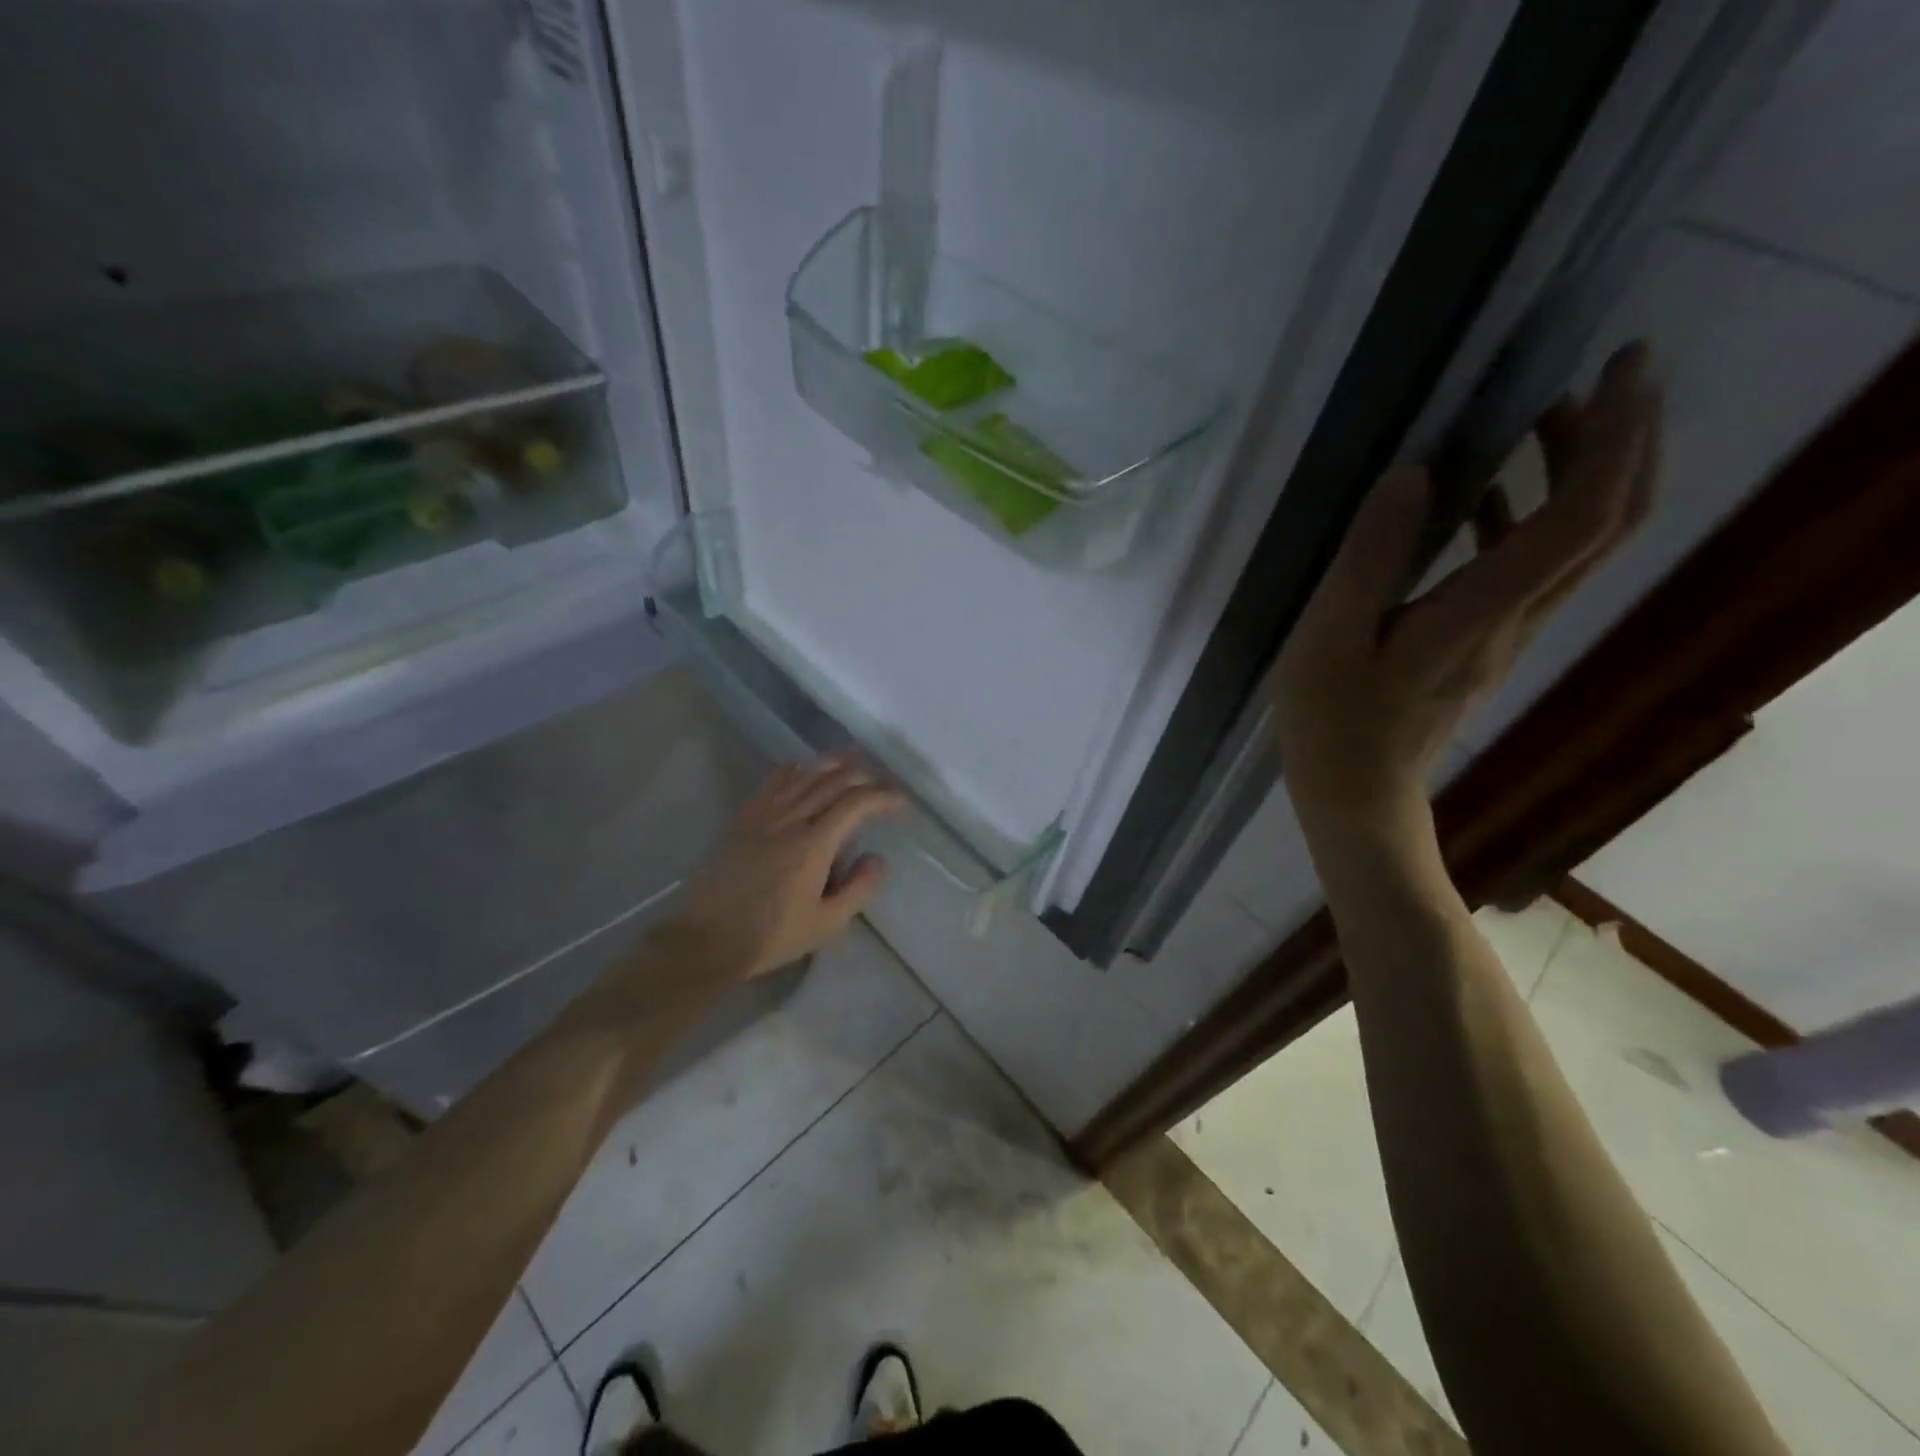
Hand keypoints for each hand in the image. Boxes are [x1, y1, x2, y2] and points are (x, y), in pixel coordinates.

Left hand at [678, 754, 904, 976]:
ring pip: (804, 775)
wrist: (707, 938)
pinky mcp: (744, 820)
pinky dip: (793, 770)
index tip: (900, 802)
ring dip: (832, 764)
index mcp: (814, 845)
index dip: (882, 796)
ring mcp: (764, 816)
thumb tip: (876, 858)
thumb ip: (858, 889)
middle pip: (832, 781)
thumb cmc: (771, 936)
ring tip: (852, 761)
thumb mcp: (826, 924)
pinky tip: (802, 767)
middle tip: (881, 783)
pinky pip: (772, 783)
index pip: (855, 804)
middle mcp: (791, 820)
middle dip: (863, 776)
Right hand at [1273, 342, 1660, 837]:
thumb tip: (1413, 473)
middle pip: (1609, 524)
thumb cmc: (1333, 724)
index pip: (1581, 518)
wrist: (1358, 796)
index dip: (1615, 439)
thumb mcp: (1329, 641)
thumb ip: (1369, 560)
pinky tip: (1485, 495)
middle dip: (1625, 441)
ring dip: (1584, 472)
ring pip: (1580, 544)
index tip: (1620, 367)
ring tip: (1546, 417)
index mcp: (1479, 613)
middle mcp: (1515, 618)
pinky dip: (1530, 516)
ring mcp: (1507, 634)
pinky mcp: (1487, 644)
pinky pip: (1534, 568)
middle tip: (1605, 375)